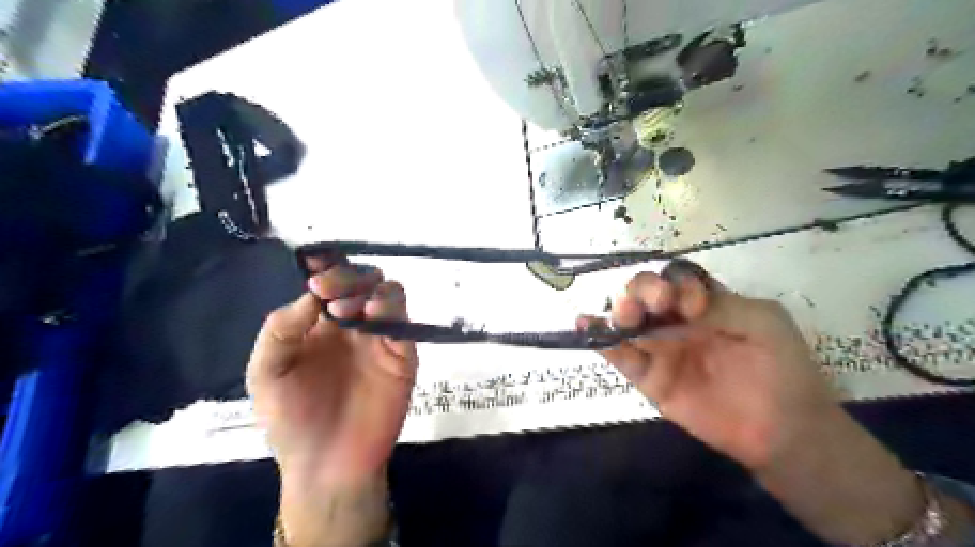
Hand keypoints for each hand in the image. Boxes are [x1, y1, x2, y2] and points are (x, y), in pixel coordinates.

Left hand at [245, 258, 416, 545]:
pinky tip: (375, 315)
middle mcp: (352, 325)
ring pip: (388, 294)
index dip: (325, 269)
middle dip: (346, 278)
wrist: (327, 465)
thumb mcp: (266, 374)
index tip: (314, 271)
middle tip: (328, 292)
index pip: (329, 283)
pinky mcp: (402, 355)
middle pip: (361, 281)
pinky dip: (393, 310)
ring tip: (349, 309)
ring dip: (370, 290)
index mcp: (319, 325)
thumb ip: (280, 331)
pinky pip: (403, 323)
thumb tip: (309, 295)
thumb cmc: (291, 420)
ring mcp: (379, 338)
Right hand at [587, 262, 927, 544]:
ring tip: (623, 318)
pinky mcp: (650, 378)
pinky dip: (602, 342)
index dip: (676, 285)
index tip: (692, 307)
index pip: (677, 280)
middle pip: (645, 295)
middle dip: (641, 293)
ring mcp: (661, 349)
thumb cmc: (783, 370)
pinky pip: (621, 357)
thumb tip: (676, 302)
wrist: (783, 431)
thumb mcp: (762, 324)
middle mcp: (677, 321)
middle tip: (653, 306)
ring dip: (619, 313)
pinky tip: (586, 326)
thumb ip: (721, 306)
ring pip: (629, 322)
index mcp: (705, 303)